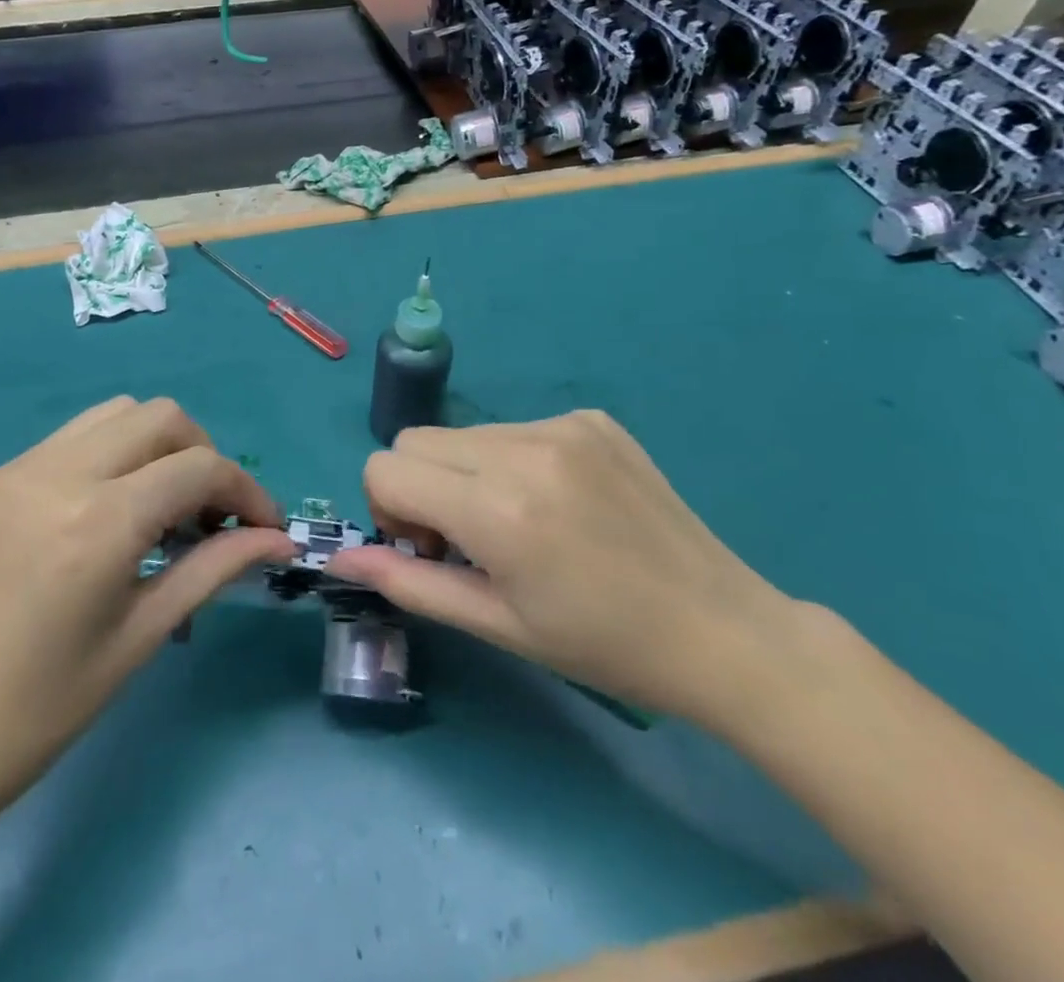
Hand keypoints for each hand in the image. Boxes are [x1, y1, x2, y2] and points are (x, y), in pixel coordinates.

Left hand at [0, 397, 294, 852]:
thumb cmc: (37, 713)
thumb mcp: (139, 639)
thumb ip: (213, 570)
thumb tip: (276, 540)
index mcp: (98, 521)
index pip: (199, 467)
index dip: (247, 491)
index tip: (267, 529)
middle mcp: (59, 473)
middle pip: (161, 417)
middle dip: (205, 457)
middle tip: (214, 518)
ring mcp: (21, 469)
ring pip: (118, 414)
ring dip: (159, 446)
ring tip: (168, 509)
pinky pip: (77, 437)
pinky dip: (116, 454)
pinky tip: (116, 511)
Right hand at [327, 411, 805, 731]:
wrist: (722, 630)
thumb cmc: (603, 645)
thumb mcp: (498, 624)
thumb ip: (410, 585)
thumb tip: (341, 558)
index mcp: (497, 507)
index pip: (385, 468)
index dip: (389, 510)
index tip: (429, 548)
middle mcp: (523, 448)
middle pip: (415, 441)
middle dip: (420, 487)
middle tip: (467, 538)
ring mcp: (562, 424)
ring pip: (463, 433)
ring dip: (465, 473)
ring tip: (518, 522)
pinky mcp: (591, 418)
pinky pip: (514, 428)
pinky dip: (512, 461)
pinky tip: (559, 503)